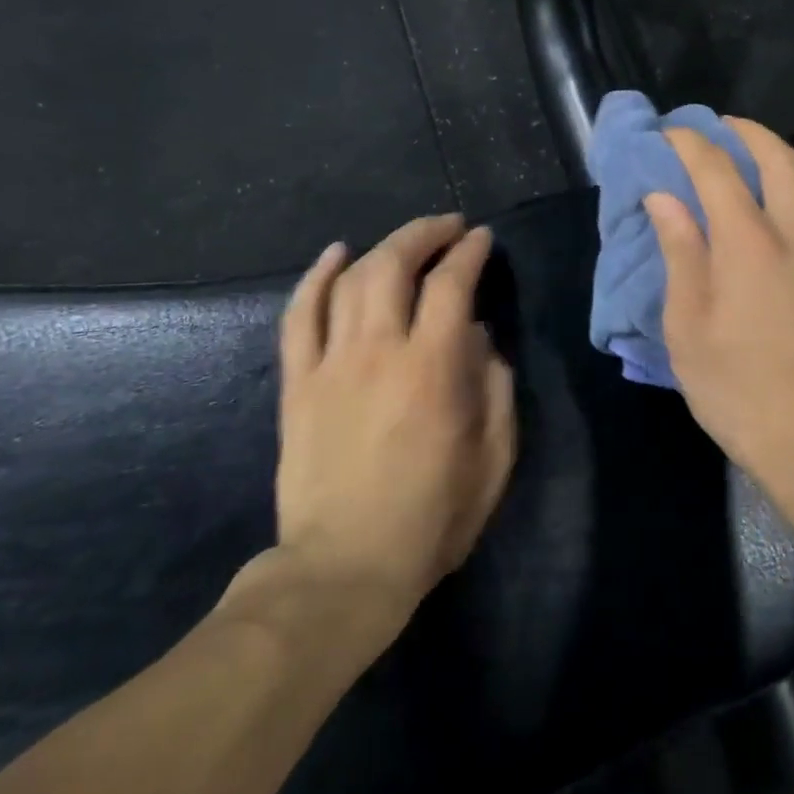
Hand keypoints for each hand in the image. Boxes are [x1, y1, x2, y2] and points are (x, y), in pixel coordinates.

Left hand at [269, 214, 516, 616]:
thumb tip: (479, 337)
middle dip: (425, 234)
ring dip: (381, 248)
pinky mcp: (297, 384)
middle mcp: (379, 352)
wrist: (345, 568)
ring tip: (405, 240)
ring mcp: (330, 365)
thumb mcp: (493, 458)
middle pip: (394, 265)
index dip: (469, 253)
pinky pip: (300, 316)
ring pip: (349, 281)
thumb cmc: (433, 517)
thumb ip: (495, 387)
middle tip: (448, 226)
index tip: (482, 239)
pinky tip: (335, 254)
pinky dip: (315, 278)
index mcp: (433, 370)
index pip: (452, 285)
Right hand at [645, 120, 793, 504]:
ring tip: (748, 160)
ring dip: (778, 156)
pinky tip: (778, 213)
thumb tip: (664, 197)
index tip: (668, 134)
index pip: (717, 168)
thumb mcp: (687, 326)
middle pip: (779, 156)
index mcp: (748, 243)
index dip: (689, 142)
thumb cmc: (737, 388)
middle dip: (745, 131)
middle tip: (716, 129)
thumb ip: (680, 252)